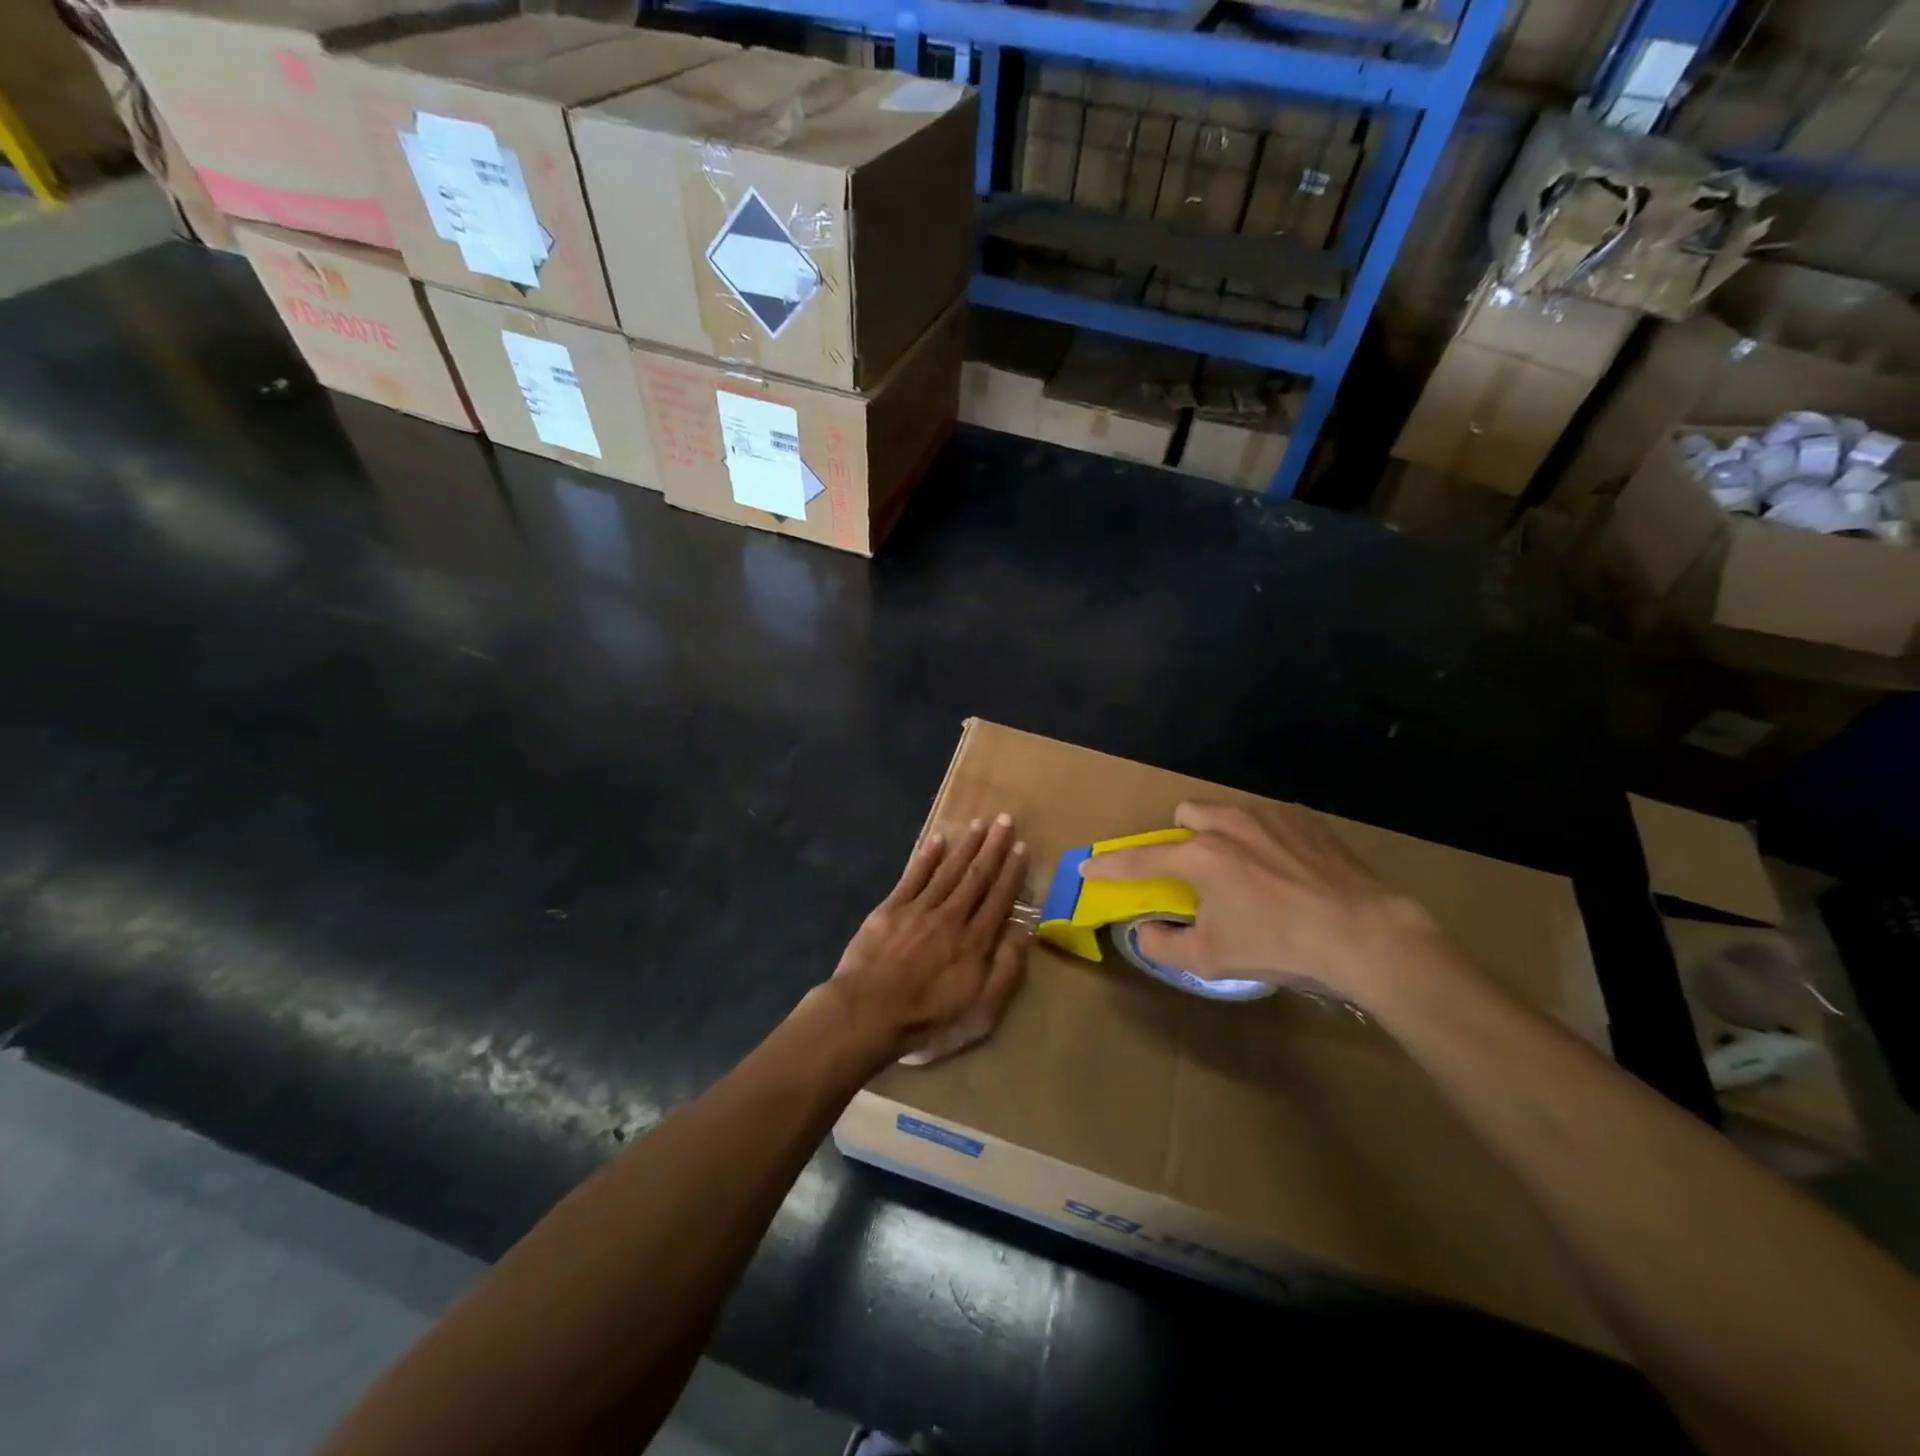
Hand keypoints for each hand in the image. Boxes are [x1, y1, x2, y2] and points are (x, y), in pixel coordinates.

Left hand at [827, 814, 1031, 1065]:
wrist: (867, 1014)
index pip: (999, 900)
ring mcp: (919, 910)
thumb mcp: (979, 1013)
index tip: (1022, 848)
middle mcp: (951, 918)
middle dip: (993, 848)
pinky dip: (926, 857)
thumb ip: (1005, 972)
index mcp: (974, 943)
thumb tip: (1024, 933)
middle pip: (976, 877)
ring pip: (948, 871)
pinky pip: (913, 877)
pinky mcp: (890, 909)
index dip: (1012, 873)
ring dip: (966, 846)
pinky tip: (938, 840)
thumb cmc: (927, 1021)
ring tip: (980, 823)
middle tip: (1005, 820)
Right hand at [1079, 801, 1451, 1008]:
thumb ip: (1164, 945)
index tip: (1088, 866)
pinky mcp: (1306, 820)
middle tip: (1195, 874)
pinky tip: (1286, 870)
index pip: (1139, 859)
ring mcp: (1269, 817)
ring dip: (1221, 836)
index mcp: (1199, 857)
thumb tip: (1143, 932)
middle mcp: (1228, 825)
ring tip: (1246, 871)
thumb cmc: (1279, 944)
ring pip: (1227, 813)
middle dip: (1180, 839)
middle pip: (1185, 816)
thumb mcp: (1211, 959)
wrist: (1364, 933)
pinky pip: (1268, 820)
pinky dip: (1263, 840)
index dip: (1109, 866)